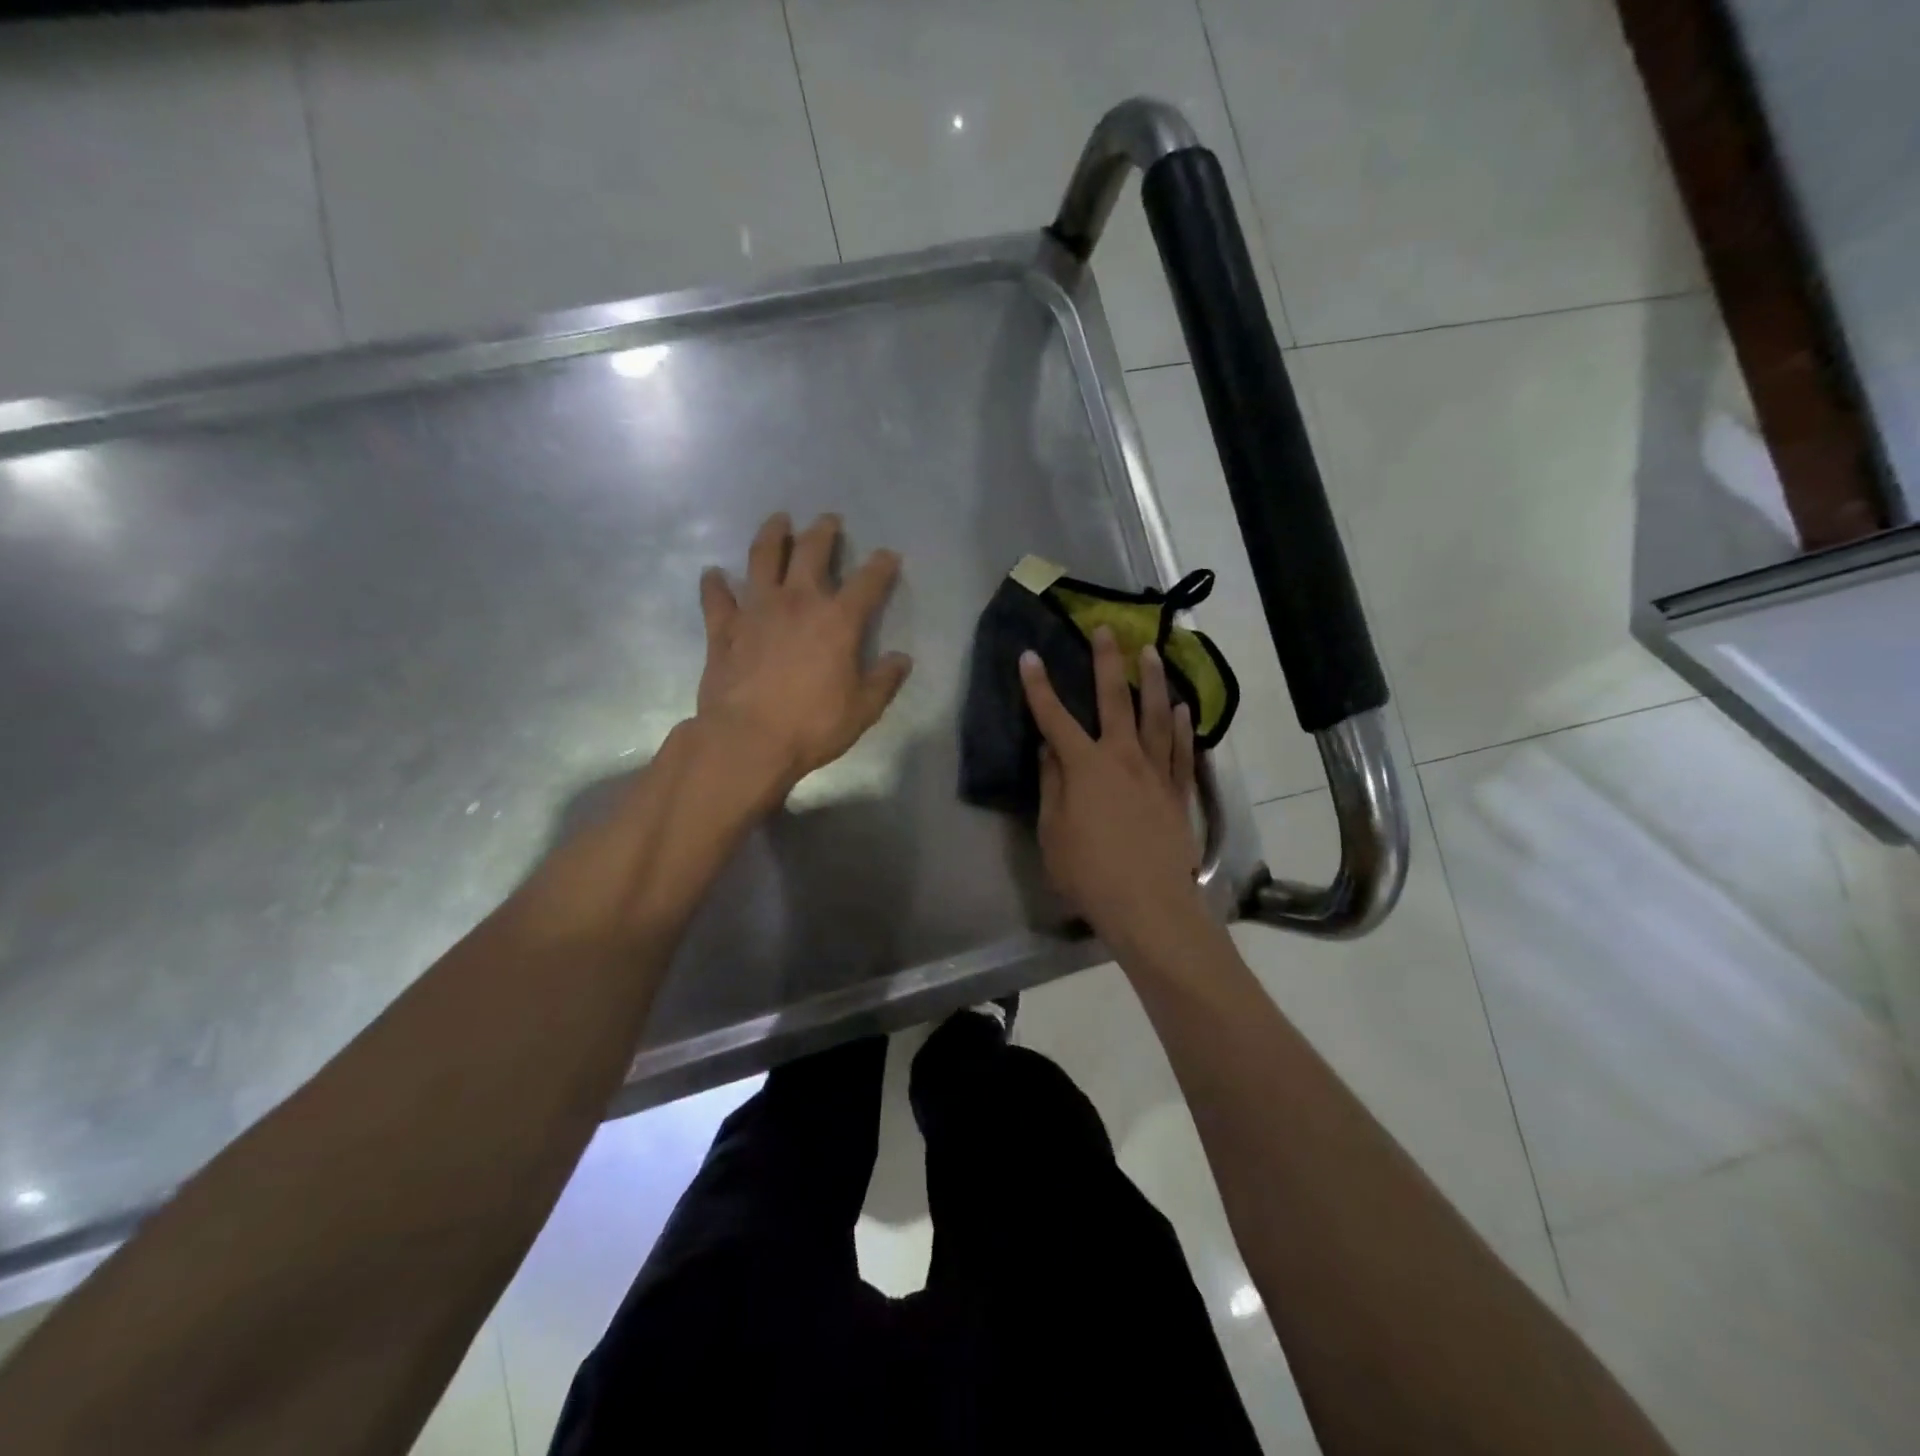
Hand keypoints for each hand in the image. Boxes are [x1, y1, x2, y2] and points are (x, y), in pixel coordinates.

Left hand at [696, 511, 911, 800]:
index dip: (881, 565)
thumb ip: (884, 681)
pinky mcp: (723, 628)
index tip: (887, 556)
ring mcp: (756, 610)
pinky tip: (714, 574)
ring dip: (771, 535)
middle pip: (811, 551)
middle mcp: (797, 602)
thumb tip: (902, 660)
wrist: (747, 740)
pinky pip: (717, 597)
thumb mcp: (863, 709)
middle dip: (823, 532)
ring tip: (778, 520)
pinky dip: (715, 583)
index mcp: (838, 620)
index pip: (867, 582)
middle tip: (828, 520)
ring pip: (762, 558)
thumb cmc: (812, 725)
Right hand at [1020, 626, 1207, 957]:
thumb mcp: (1053, 831)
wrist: (1149, 905)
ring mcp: (1155, 772)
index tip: (1030, 656)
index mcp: (1085, 766)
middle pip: (1114, 700)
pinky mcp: (1178, 792)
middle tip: (1106, 630)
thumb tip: (1049, 749)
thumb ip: (1052, 784)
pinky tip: (1181, 708)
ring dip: (1153, 681)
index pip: (1055, 718)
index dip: (1039, 687)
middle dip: (1107, 662)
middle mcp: (1122, 757)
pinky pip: (1181, 750)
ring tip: (1152, 653)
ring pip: (1156, 716)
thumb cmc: (1089, 872)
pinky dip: (1181, 726)